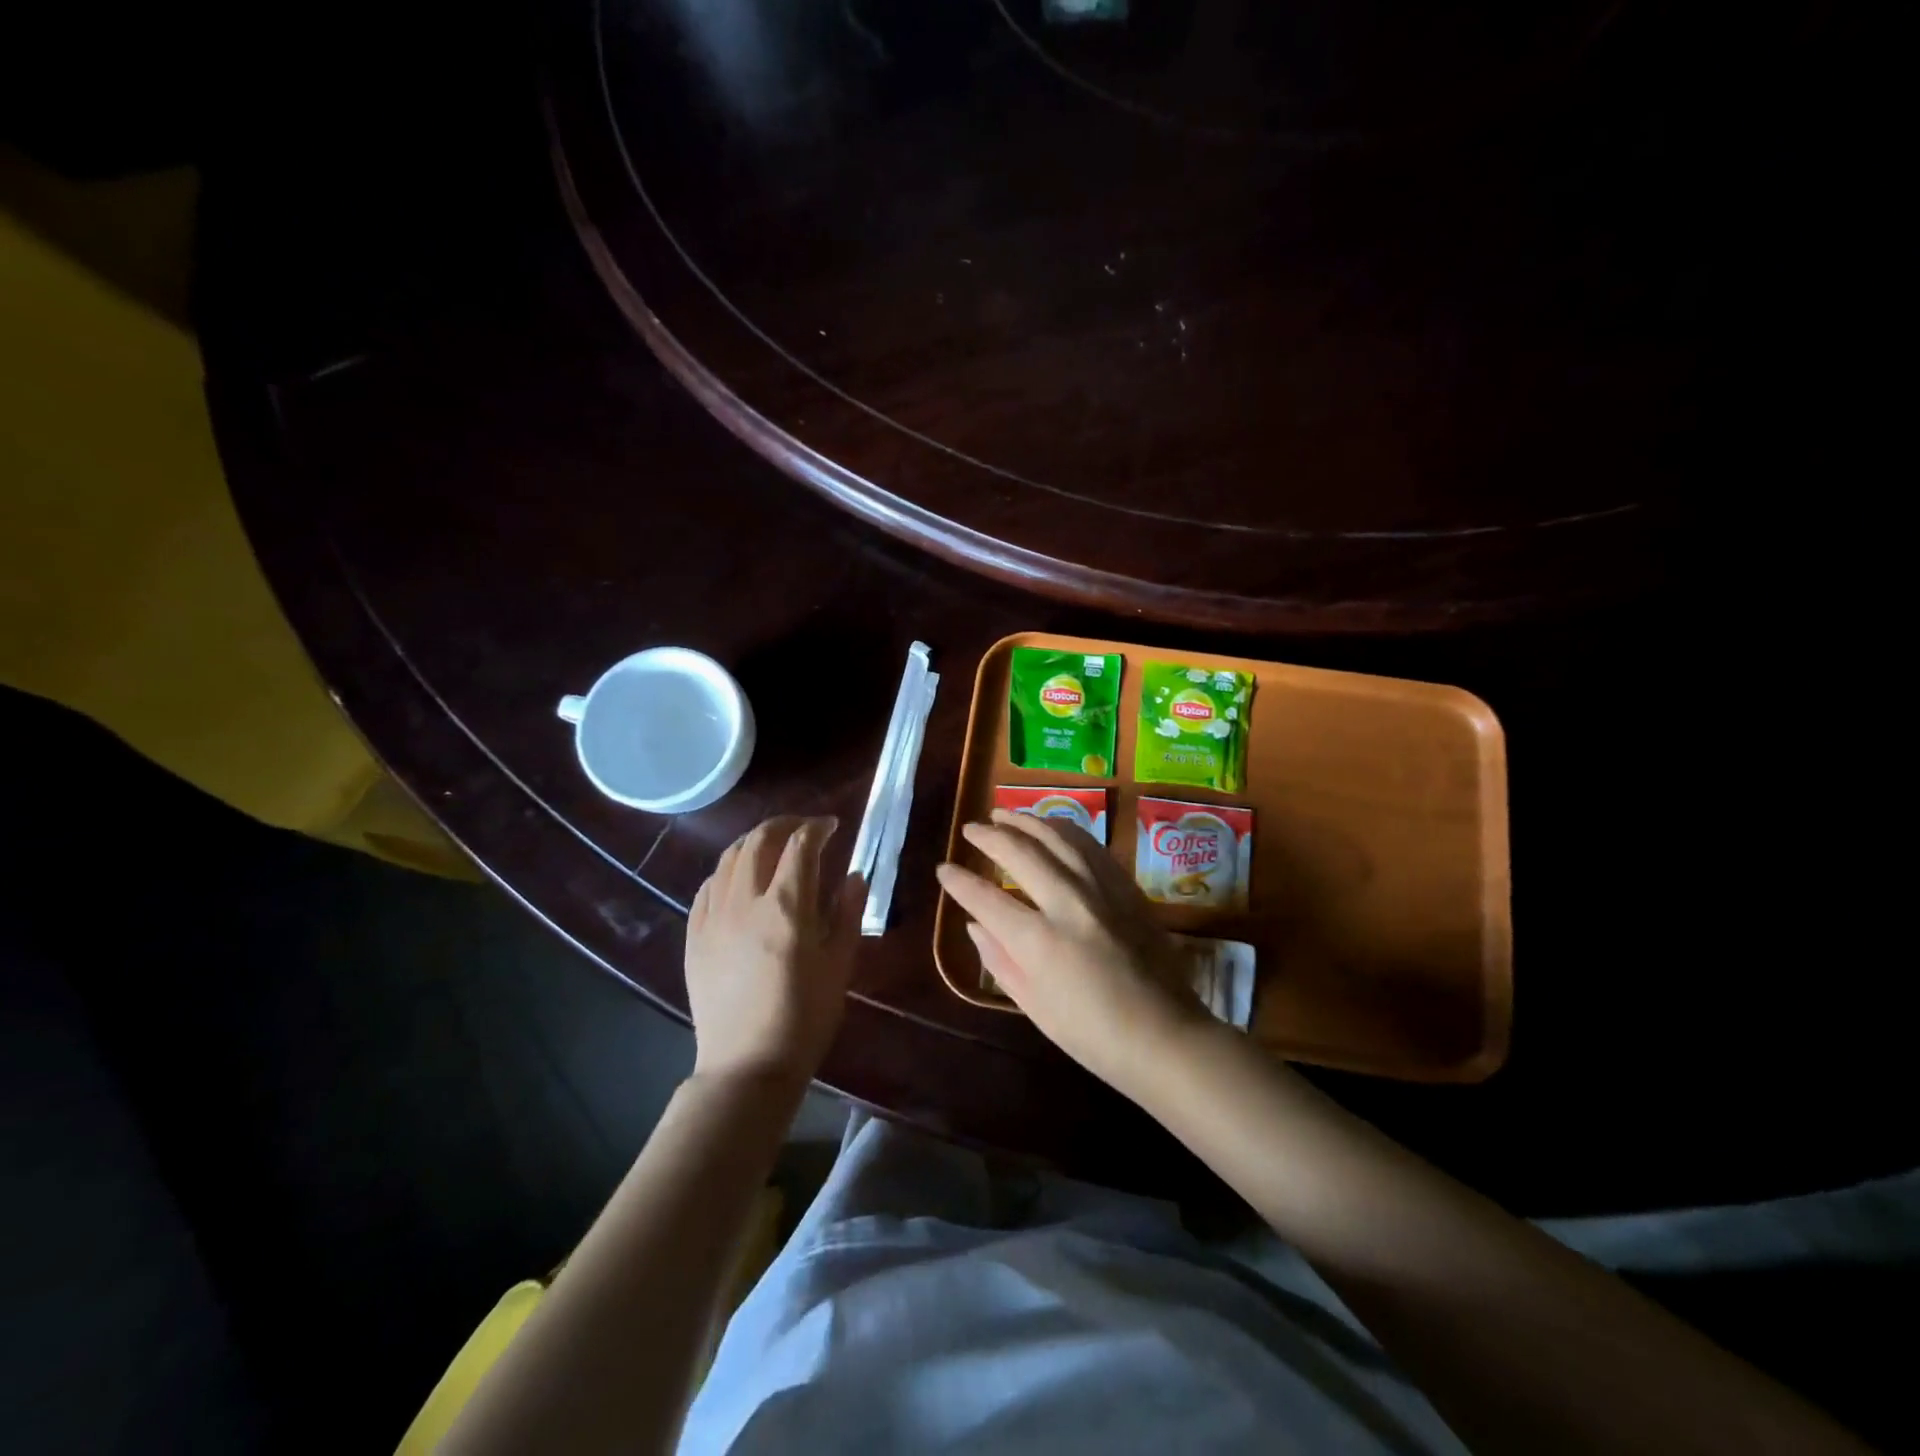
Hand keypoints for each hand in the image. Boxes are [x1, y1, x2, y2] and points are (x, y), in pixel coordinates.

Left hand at [685, 816, 862, 1084]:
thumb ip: (847, 913)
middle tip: (804, 828)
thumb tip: (854, 875)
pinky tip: (739, 879)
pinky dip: (728, 870)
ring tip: (772, 845)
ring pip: (728, 857)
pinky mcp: (694, 936)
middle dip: (785, 824)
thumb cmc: (805, 1018)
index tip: (832, 826)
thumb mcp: (839, 965)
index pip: (801, 845)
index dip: (818, 827)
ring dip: (753, 841)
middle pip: (760, 840)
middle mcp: (745, 901)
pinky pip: (707, 887)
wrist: (747, 1065)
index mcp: (787, 908)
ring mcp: (714, 917)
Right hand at [936, 810, 1210, 1098]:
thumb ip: (999, 960)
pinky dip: (1064, 830)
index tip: (944, 869)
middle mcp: (1069, 904)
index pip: (987, 899)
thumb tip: (975, 924)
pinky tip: (1051, 827)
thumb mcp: (1034, 1006)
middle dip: (990, 836)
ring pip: (1058, 838)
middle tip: (970, 828)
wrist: (1165, 1035)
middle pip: (1021, 853)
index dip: (959, 882)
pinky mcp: (1126, 887)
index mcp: (1040, 942)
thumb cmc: (1092, 1034)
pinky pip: (1090, 846)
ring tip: (1004, 813)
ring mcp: (1102, 890)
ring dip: (1026, 821)